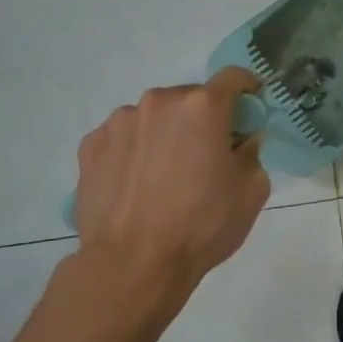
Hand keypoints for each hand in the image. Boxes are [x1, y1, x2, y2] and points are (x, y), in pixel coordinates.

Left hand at [72, 67, 270, 290]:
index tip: (251, 107)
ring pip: (154, 117)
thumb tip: (241, 142)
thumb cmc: (202, 224)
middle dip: (203, 118)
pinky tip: (138, 184)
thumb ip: (252, 153)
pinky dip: (135, 150)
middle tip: (207, 153)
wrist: (132, 264)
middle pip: (190, 98)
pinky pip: (124, 137)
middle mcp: (158, 102)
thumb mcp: (252, 191)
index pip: (233, 77)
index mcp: (202, 107)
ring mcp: (119, 121)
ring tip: (166, 174)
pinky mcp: (90, 146)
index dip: (248, 88)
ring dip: (166, 133)